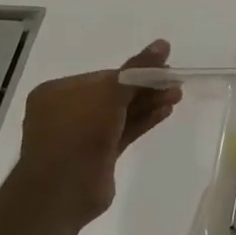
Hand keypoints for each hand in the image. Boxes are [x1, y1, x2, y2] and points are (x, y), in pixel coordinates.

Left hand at [11, 40, 179, 234]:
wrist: (62, 191)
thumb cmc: (79, 131)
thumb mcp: (110, 92)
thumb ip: (138, 69)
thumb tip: (163, 43)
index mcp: (58, 92)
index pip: (104, 76)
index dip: (135, 72)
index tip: (163, 69)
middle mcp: (67, 111)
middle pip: (114, 94)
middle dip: (146, 88)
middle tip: (175, 83)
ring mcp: (82, 136)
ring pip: (121, 114)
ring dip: (148, 104)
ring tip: (177, 96)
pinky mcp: (97, 156)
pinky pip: (123, 132)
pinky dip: (143, 121)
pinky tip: (166, 111)